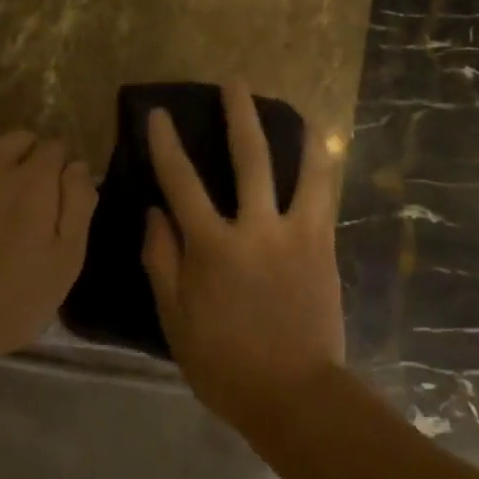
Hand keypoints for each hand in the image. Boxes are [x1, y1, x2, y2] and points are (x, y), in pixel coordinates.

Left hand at [0, 112, 96, 386]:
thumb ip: (78, 207)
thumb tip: (78, 167)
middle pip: (21, 135)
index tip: (57, 196)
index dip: (60, 170)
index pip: (58, 148)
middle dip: (30, 155)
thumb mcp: (65, 263)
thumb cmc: (8, 301)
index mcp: (36, 180)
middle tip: (25, 192)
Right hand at [142, 83, 345, 431]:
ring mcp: (297, 235)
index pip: (182, 182)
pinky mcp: (324, 248)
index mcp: (213, 247)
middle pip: (248, 159)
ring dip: (297, 135)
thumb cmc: (224, 362)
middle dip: (239, 116)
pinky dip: (321, 170)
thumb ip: (162, 260)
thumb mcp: (175, 318)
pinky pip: (324, 198)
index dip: (167, 144)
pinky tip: (320, 156)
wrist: (294, 394)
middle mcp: (257, 229)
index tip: (160, 114)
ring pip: (302, 171)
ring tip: (297, 109)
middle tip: (235, 84)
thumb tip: (154, 213)